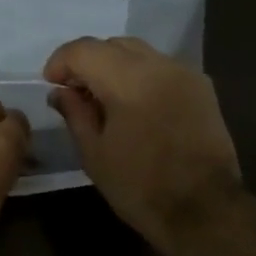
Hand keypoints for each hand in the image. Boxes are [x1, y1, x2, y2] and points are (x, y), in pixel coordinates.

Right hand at [43, 36, 244, 255]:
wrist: (204, 211)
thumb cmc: (140, 187)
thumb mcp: (94, 154)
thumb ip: (75, 114)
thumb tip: (61, 92)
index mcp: (129, 80)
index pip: (84, 50)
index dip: (60, 62)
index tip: (51, 84)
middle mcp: (160, 65)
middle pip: (114, 44)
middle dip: (88, 61)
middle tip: (75, 93)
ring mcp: (186, 74)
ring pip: (140, 53)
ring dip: (115, 67)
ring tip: (104, 100)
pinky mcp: (203, 89)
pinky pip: (162, 69)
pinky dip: (141, 77)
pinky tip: (134, 107)